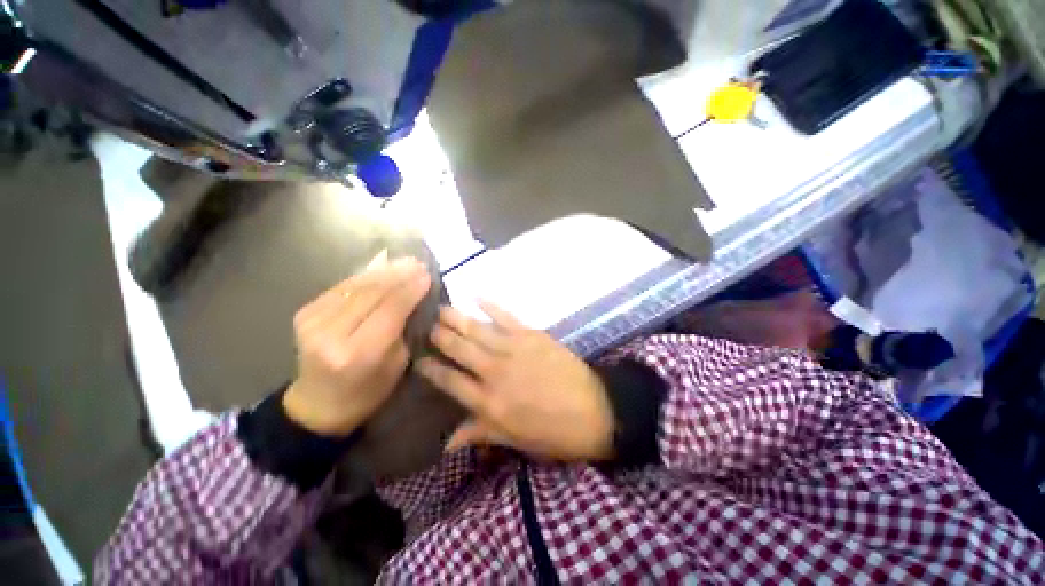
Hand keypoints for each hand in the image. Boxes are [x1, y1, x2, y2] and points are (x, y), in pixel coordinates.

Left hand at [282, 254, 431, 436]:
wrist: (318, 404)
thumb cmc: (368, 391)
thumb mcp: (397, 363)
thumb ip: (404, 328)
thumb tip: (414, 295)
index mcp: (359, 353)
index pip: (390, 309)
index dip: (410, 289)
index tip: (427, 275)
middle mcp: (331, 333)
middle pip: (372, 293)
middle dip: (399, 275)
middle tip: (418, 263)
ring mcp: (312, 321)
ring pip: (356, 285)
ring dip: (383, 271)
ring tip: (404, 262)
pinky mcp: (304, 312)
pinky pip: (342, 287)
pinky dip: (364, 276)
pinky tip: (381, 269)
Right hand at [417, 302, 614, 461]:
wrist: (594, 410)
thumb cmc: (553, 432)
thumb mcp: (515, 440)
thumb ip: (480, 432)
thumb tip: (447, 442)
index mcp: (488, 402)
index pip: (450, 381)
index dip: (431, 369)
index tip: (418, 359)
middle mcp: (495, 371)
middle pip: (459, 349)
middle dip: (440, 337)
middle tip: (426, 326)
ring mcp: (513, 349)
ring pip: (477, 330)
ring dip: (457, 318)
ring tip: (440, 309)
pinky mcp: (531, 335)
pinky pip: (506, 317)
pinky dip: (490, 305)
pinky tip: (477, 296)